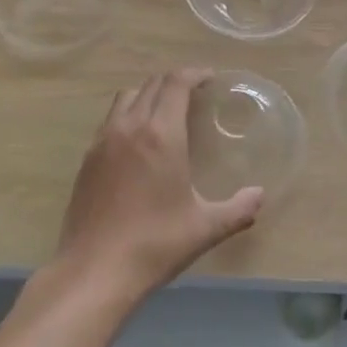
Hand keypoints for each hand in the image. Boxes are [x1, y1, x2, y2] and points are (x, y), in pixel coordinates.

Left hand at [55, 69, 263, 305]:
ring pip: (126, 97)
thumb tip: (260, 195)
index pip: (176, 82)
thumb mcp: (205, 228)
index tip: (210, 79)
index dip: (194, 73)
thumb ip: (238, 209)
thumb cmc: (154, 244)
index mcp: (160, 134)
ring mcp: (103, 141)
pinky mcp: (87, 159)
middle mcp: (130, 126)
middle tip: (194, 94)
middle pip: (152, 84)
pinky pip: (110, 120)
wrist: (93, 272)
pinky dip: (128, 115)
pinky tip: (138, 143)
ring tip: (165, 112)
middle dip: (174, 82)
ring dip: (148, 94)